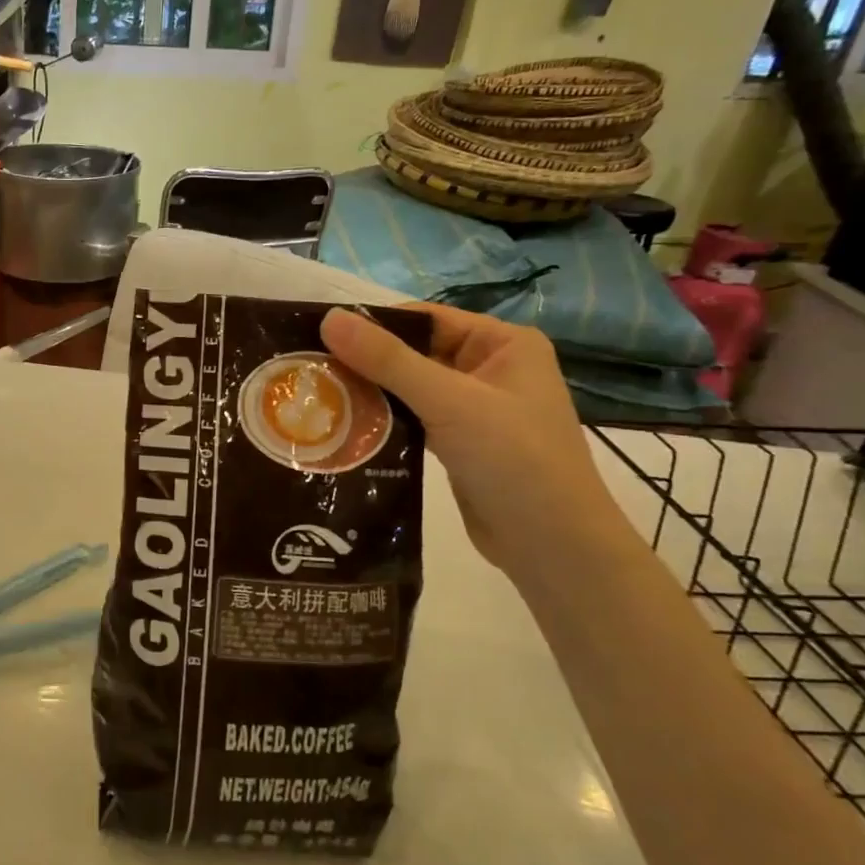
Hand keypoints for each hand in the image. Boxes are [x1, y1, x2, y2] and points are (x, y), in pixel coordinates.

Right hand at [321, 304, 637, 577]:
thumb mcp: (448, 401)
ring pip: (410, 388)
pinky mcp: (460, 443)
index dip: (375, 324)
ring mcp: (475, 409)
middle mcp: (490, 369)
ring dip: (371, 393)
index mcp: (503, 344)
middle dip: (366, 362)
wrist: (553, 546)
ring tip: (318, 396)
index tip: (320, 336)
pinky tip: (345, 426)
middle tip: (311, 369)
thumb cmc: (513, 459)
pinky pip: (413, 419)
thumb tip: (329, 318)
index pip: (426, 318)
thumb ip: (388, 360)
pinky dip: (384, 421)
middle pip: (414, 353)